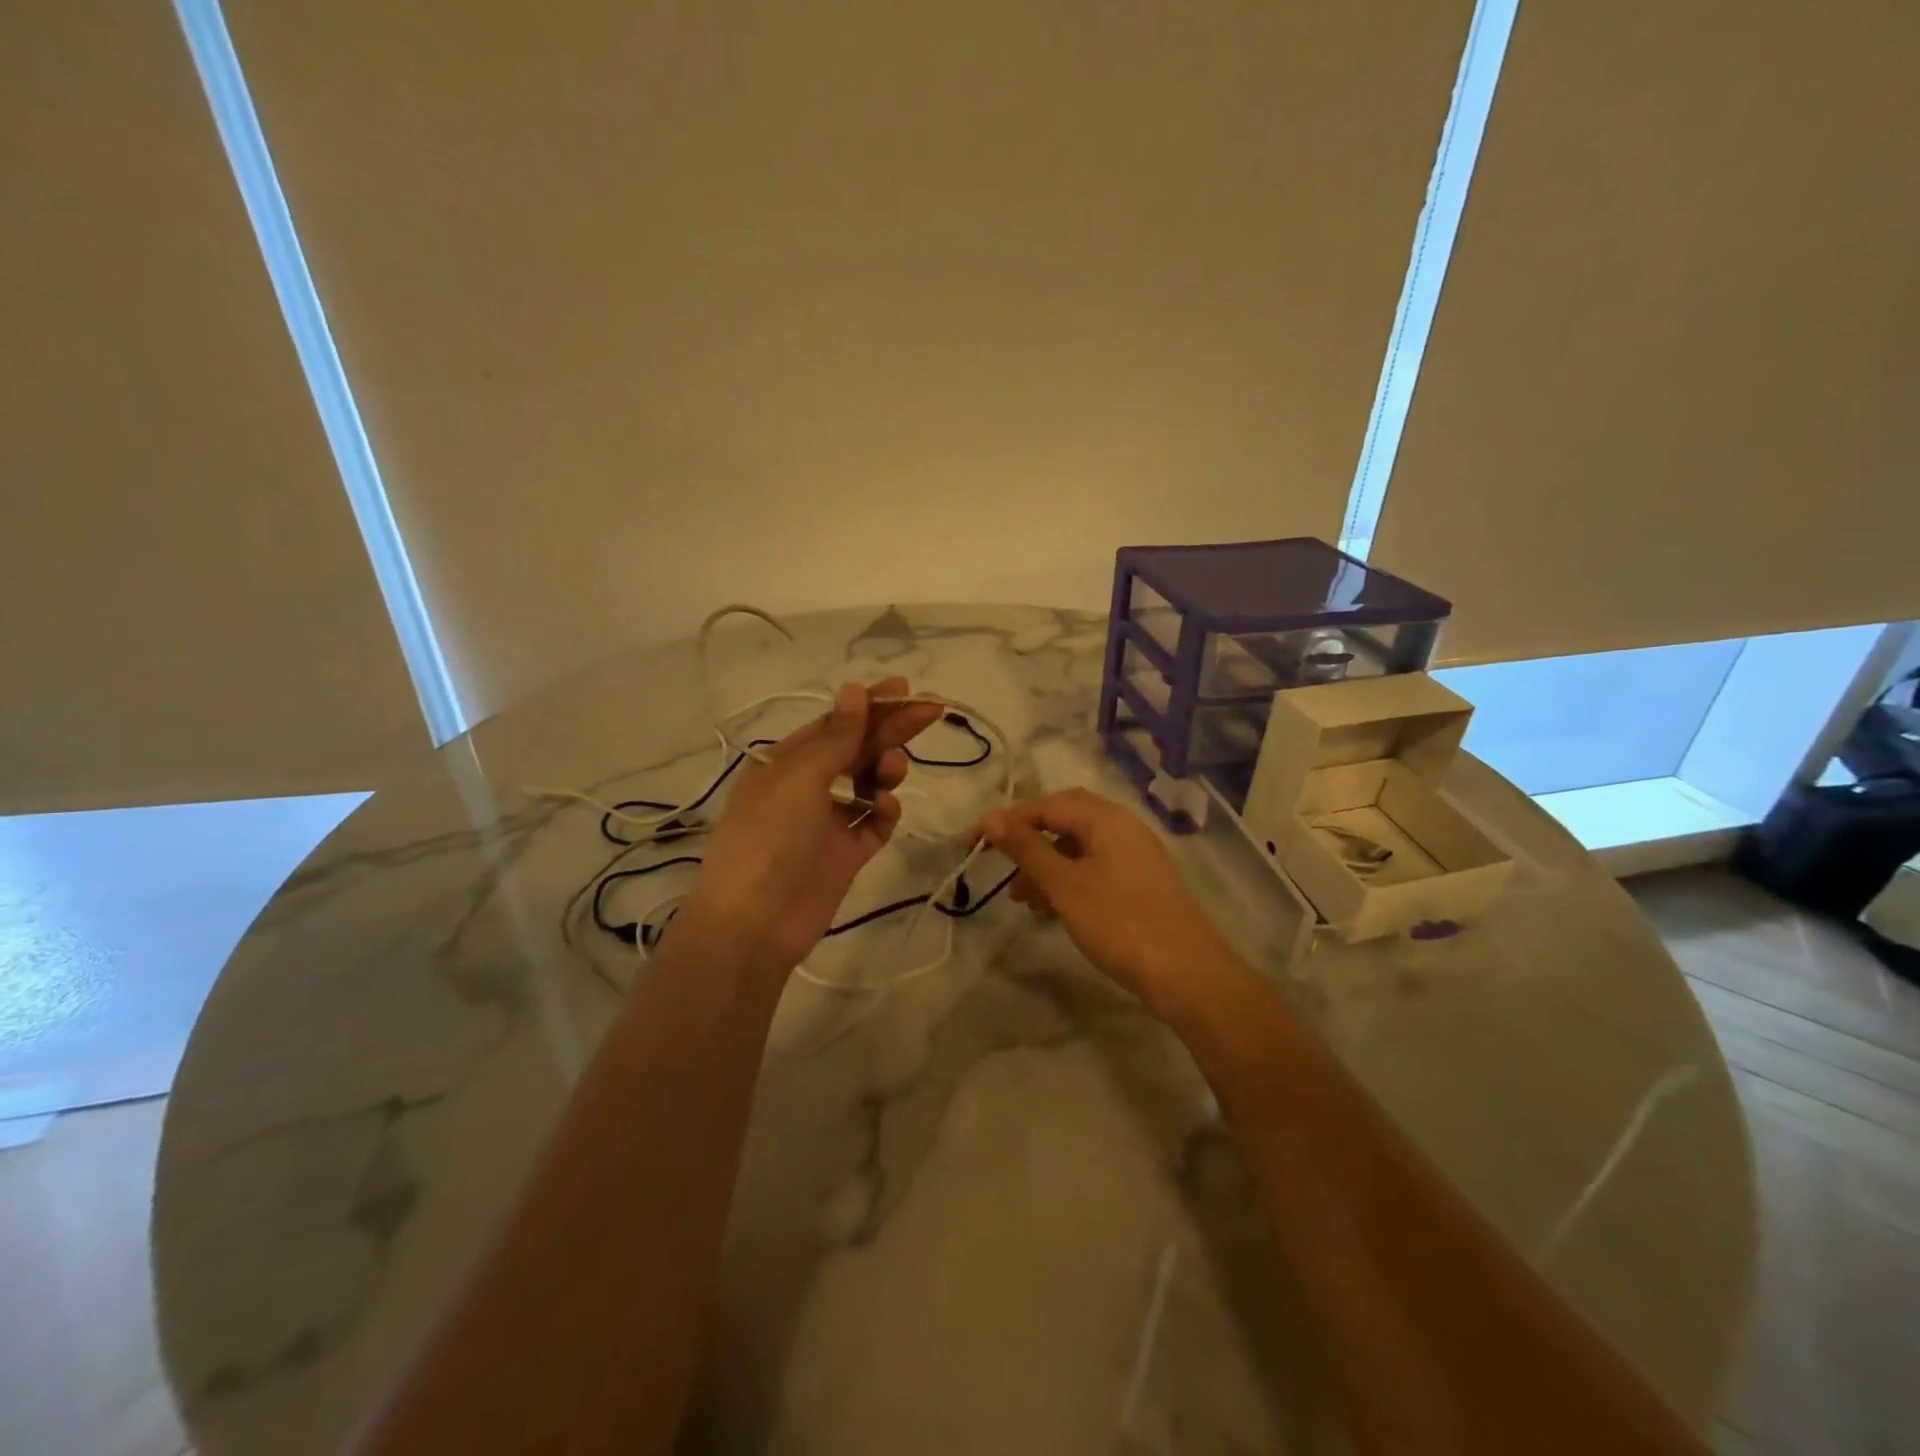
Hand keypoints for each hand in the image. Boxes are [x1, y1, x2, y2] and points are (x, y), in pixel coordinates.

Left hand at [681, 678, 942, 978]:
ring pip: (868, 783)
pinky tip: (886, 808)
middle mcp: (806, 787)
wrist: (755, 923)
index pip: (834, 724)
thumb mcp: (800, 778)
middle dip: (890, 730)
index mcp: (785, 762)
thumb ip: (836, 737)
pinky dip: (884, 811)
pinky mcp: (846, 854)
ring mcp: (827, 821)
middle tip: (930, 712)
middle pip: (856, 749)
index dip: (869, 705)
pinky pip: (874, 823)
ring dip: (884, 769)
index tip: (904, 689)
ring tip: (893, 771)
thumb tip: (854, 689)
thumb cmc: (769, 837)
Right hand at [977, 788, 1239, 1018]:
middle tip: (1001, 869)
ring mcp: (1134, 855)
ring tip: (1022, 900)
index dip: (1007, 822)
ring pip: (1078, 848)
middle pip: (1064, 821)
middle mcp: (1122, 827)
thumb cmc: (1119, 922)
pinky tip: (1052, 909)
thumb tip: (989, 816)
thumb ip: (1026, 848)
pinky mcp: (1139, 883)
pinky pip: (1093, 869)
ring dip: (1046, 867)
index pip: (1046, 805)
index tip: (974, 845)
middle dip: (1028, 844)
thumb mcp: (1064, 885)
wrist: (1187, 974)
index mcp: (1106, 818)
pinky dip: (1068, 882)